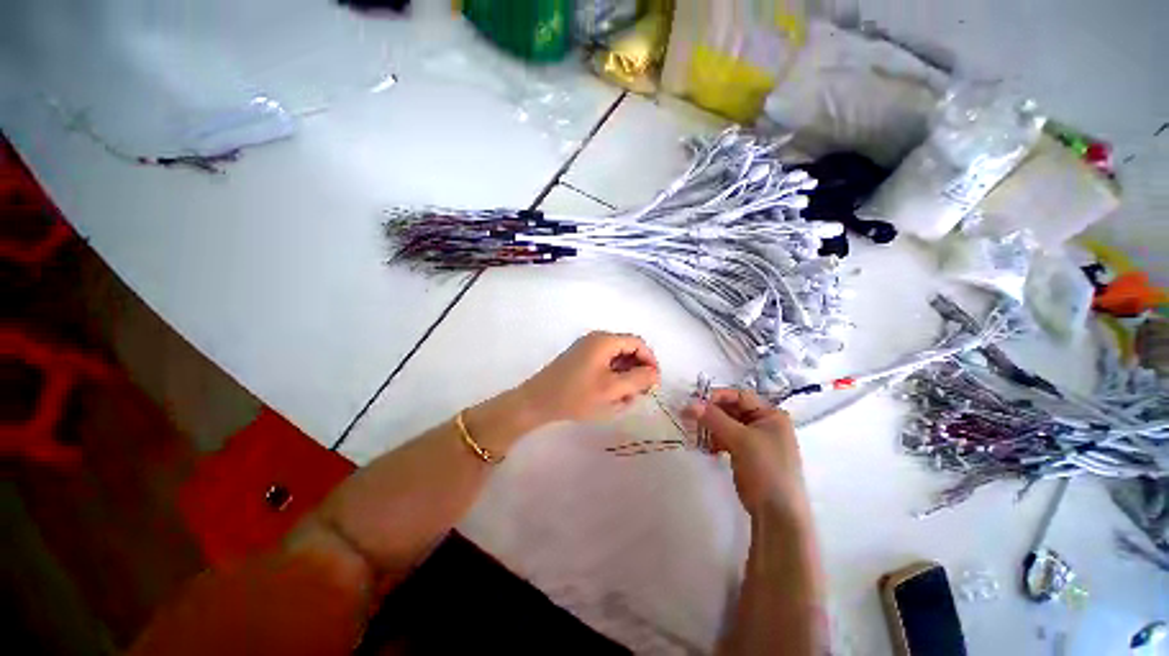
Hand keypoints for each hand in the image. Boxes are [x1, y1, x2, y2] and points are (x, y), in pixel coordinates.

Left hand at [519, 331, 659, 423]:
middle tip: (639, 394)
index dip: (650, 361)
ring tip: (623, 399)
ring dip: (624, 377)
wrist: (537, 402)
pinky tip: (609, 395)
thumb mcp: (612, 390)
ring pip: (616, 359)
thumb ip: (638, 379)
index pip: (638, 343)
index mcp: (605, 340)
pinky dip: (612, 377)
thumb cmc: (576, 395)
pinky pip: (604, 364)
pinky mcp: (580, 359)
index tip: (653, 383)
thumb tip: (654, 373)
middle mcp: (596, 339)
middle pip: (627, 350)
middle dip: (637, 371)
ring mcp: (586, 348)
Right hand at [684, 389, 807, 516]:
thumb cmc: (765, 469)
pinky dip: (715, 440)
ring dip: (711, 427)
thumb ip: (714, 419)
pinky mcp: (747, 454)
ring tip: (695, 434)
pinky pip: (727, 439)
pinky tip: (706, 448)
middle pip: (732, 410)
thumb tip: (689, 403)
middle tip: (689, 417)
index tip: (694, 402)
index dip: (716, 397)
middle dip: (711, 413)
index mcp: (771, 415)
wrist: (777, 514)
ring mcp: (756, 440)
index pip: (739, 396)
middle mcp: (765, 423)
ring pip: (727, 425)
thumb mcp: (740, 440)